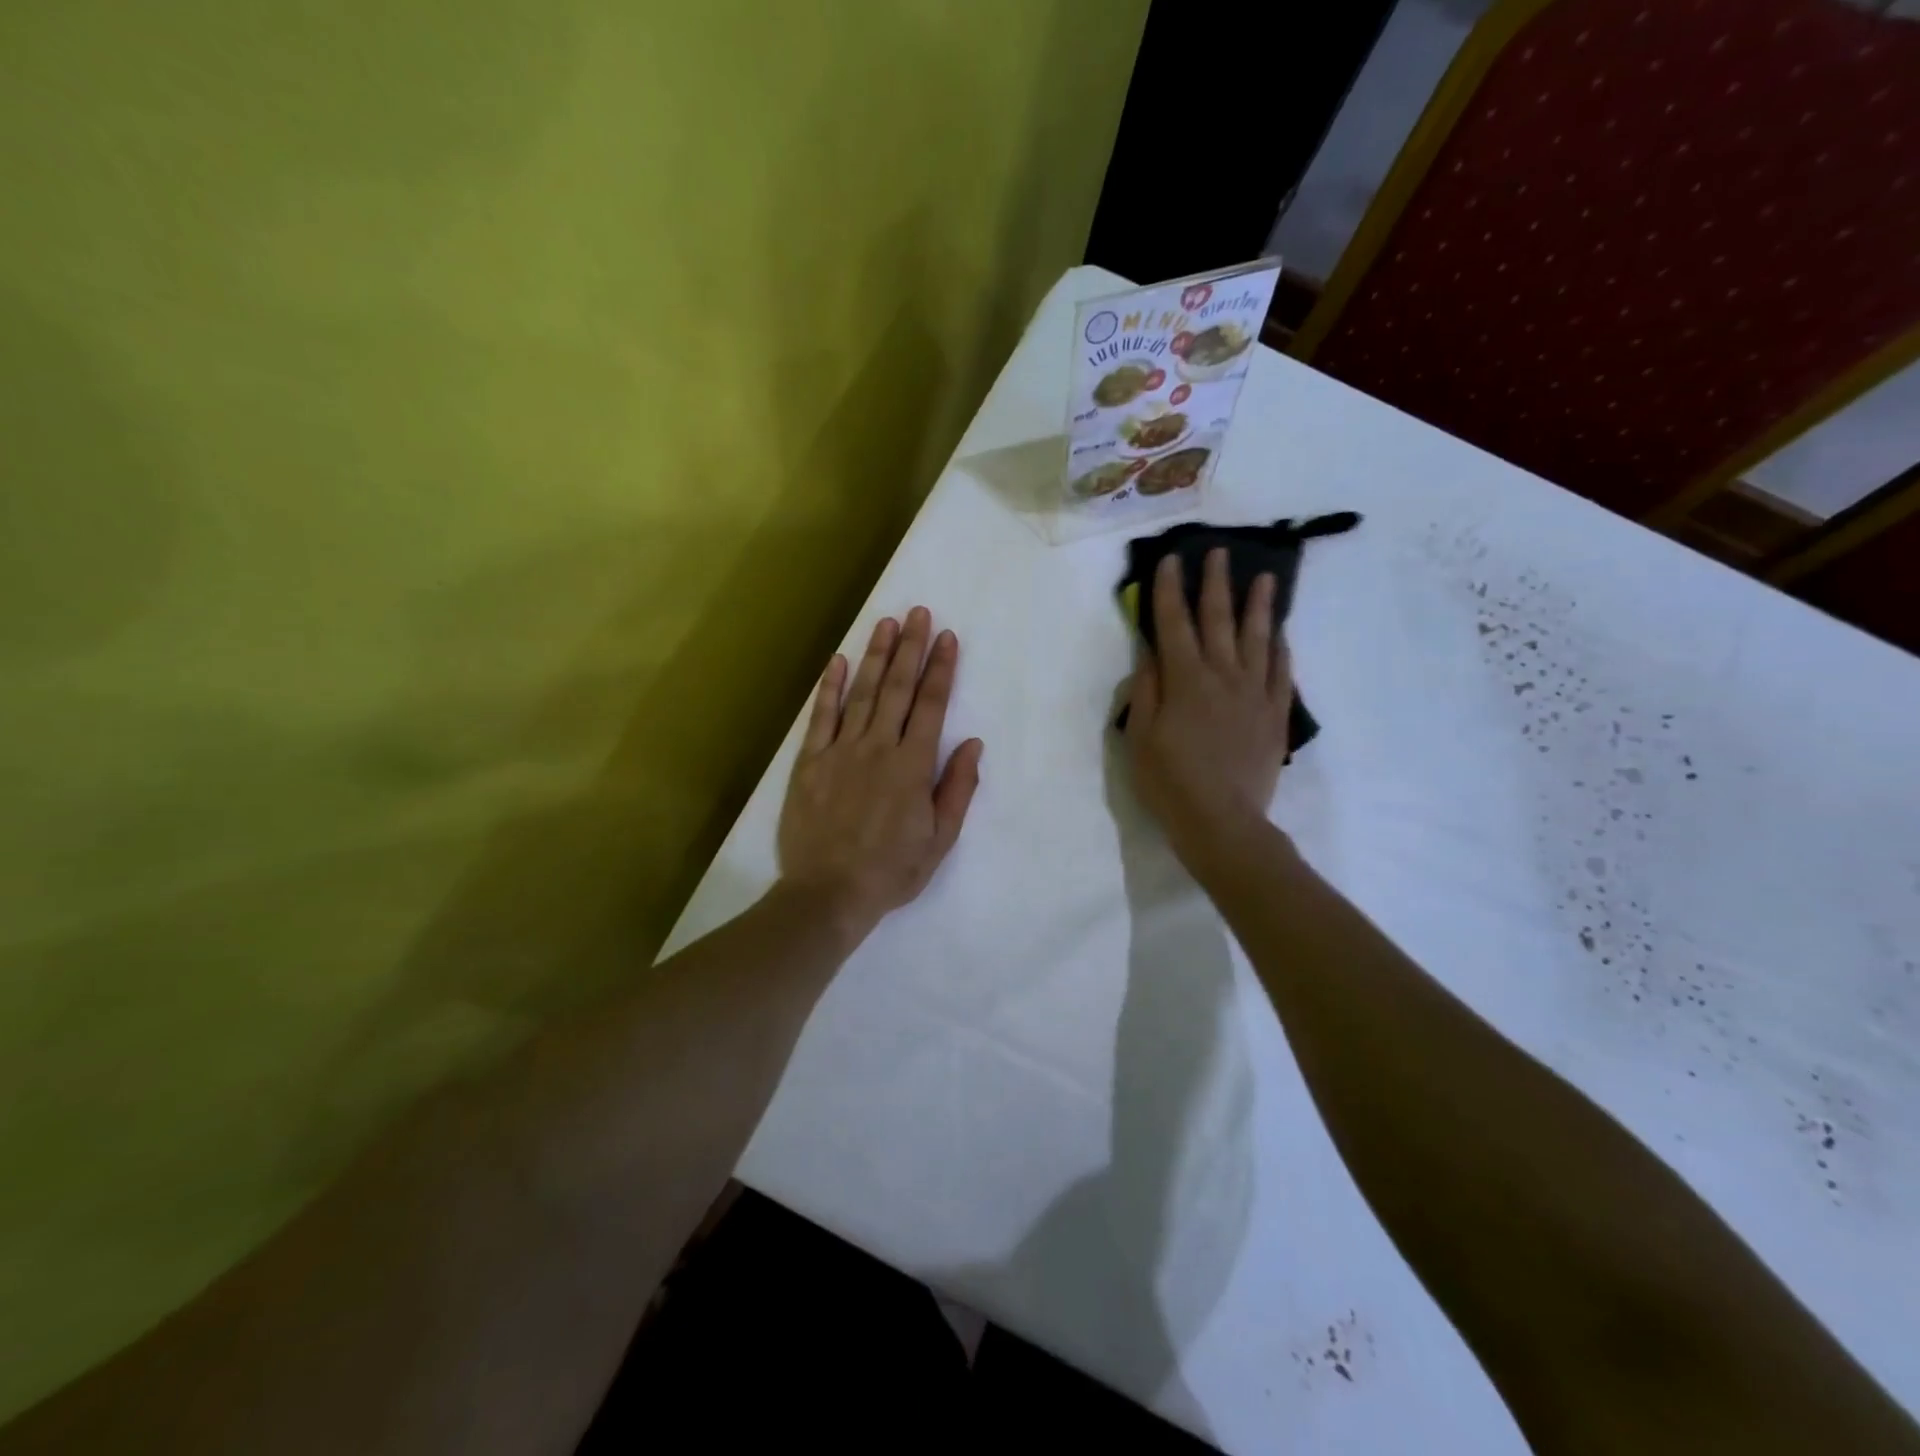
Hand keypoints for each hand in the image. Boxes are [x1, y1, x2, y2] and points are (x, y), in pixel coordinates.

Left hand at [778, 607, 984, 942]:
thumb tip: (972, 743)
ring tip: (886, 623)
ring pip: (862, 693)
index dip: (941, 669)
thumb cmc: (891, 870)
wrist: (829, 893)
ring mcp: (840, 751)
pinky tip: (839, 660)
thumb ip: (957, 788)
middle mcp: (878, 747)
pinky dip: (830, 687)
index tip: (948, 638)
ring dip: (876, 656)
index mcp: (912, 766)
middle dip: (911, 648)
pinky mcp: (810, 761)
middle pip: (898, 689)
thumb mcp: (940, 839)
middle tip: (919, 613)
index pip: (931, 706)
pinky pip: (821, 716)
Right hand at [1124, 549, 1290, 857]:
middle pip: (1219, 620)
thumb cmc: (1169, 781)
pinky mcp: (1275, 714)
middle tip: (1219, 552)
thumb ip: (1146, 690)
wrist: (1222, 821)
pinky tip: (1281, 633)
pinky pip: (1282, 672)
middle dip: (1216, 584)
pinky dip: (1281, 649)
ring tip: (1265, 578)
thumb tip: (1151, 654)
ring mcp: (1255, 694)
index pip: (1174, 623)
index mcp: (1185, 680)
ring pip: (1259, 639)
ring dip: (1260, 606)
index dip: (1170, 589)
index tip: (1171, 559)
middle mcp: (1223, 676)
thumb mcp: (1140, 737)